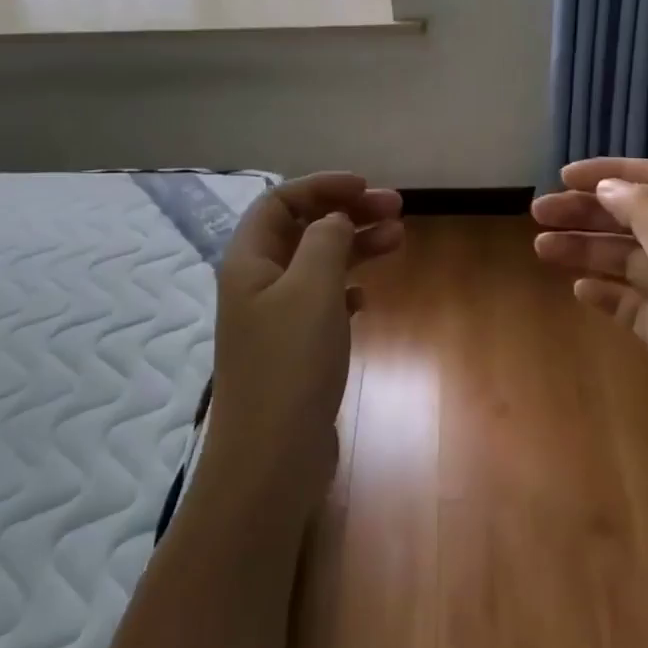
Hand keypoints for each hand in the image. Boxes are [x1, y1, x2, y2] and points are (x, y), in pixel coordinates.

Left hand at [208, 173, 403, 510]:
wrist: (272, 460)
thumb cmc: (290, 364)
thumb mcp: (312, 288)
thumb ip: (325, 240)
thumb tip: (335, 219)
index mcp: (248, 260)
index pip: (280, 201)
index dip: (322, 186)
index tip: (365, 186)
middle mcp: (256, 283)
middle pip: (302, 229)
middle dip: (347, 213)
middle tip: (396, 209)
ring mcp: (274, 319)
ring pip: (317, 264)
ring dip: (354, 247)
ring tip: (398, 239)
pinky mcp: (293, 350)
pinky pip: (322, 302)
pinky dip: (346, 288)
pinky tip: (367, 296)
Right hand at [532, 158, 647, 487]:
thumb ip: (647, 212)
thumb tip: (609, 186)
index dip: (615, 172)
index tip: (566, 177)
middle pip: (638, 219)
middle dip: (589, 211)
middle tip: (539, 213)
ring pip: (628, 261)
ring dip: (587, 249)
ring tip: (541, 247)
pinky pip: (630, 304)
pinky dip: (604, 292)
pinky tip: (579, 290)